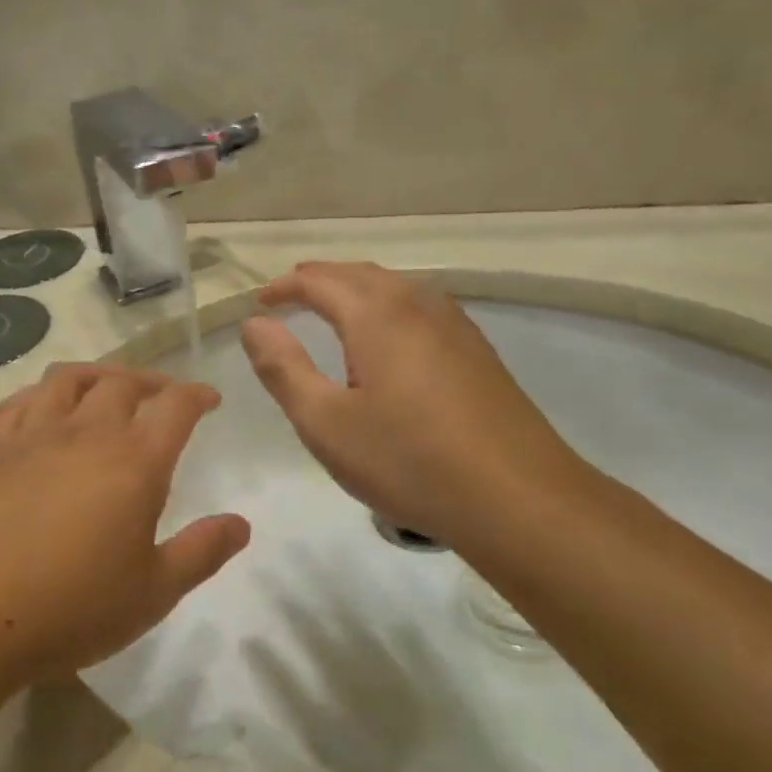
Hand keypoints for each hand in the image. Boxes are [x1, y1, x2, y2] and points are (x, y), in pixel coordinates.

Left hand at [0, 364, 250, 682]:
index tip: (209, 399)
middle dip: (152, 382)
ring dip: (99, 374)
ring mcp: (31, 436)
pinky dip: (43, 393)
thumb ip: (201, 552)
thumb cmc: (70, 610)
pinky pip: (20, 401)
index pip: (175, 406)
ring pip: (69, 379)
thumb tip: (241, 524)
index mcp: (133, 462)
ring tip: (109, 388)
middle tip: (163, 396)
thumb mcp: (152, 593)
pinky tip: (46, 407)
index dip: (197, 395)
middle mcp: (85, 433)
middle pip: (123, 383)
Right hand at [240, 262, 588, 549]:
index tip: (260, 302)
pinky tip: (389, 336)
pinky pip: (421, 307)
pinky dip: (388, 306)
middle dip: (319, 279)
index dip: (284, 287)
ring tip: (331, 308)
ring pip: (396, 287)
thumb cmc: (407, 461)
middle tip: (289, 296)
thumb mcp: (325, 423)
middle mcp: (418, 306)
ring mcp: (455, 326)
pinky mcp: (477, 351)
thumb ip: (283, 369)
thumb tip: (255, 325)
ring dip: (356, 289)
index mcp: (377, 315)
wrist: (516, 498)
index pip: (320, 281)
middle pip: (360, 274)